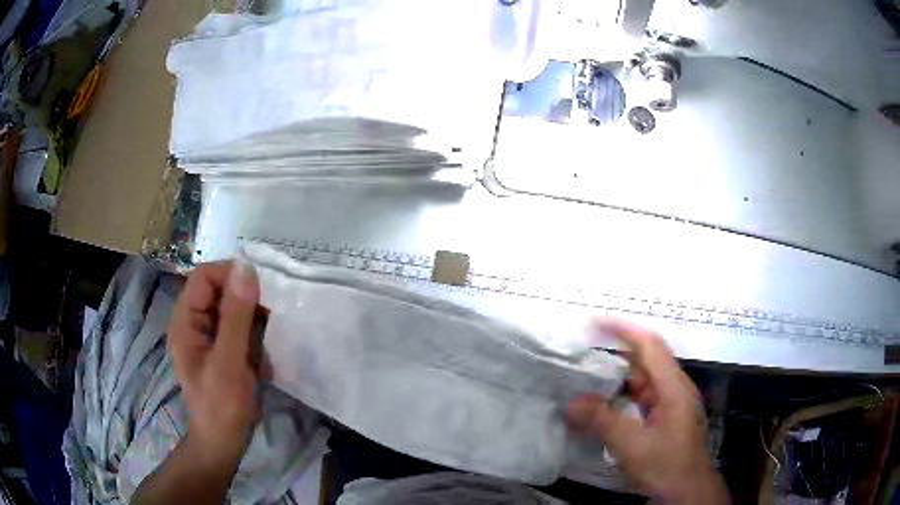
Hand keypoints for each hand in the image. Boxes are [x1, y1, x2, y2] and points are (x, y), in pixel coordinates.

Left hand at [167, 260, 261, 466]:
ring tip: (274, 324)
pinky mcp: (224, 347)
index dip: (231, 274)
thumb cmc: (222, 405)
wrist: (225, 441)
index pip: (204, 277)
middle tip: (273, 306)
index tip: (262, 287)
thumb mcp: (228, 362)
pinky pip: (240, 324)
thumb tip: (246, 268)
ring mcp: (210, 335)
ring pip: (232, 305)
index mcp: (185, 321)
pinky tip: (268, 339)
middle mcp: (195, 321)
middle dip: (246, 293)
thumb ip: (236, 316)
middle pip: (219, 288)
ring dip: (254, 311)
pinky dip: (256, 327)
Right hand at [566, 320, 727, 503]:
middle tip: (584, 351)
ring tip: (588, 376)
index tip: (595, 322)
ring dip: (619, 376)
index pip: (649, 345)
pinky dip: (623, 395)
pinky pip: (643, 397)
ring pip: (644, 380)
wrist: (688, 491)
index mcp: (673, 387)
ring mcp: (673, 403)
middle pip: (646, 360)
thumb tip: (571, 403)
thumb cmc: (666, 465)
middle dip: (617, 352)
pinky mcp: (667, 417)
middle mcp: (675, 388)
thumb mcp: (632, 445)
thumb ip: (602, 421)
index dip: (623, 329)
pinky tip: (606, 404)